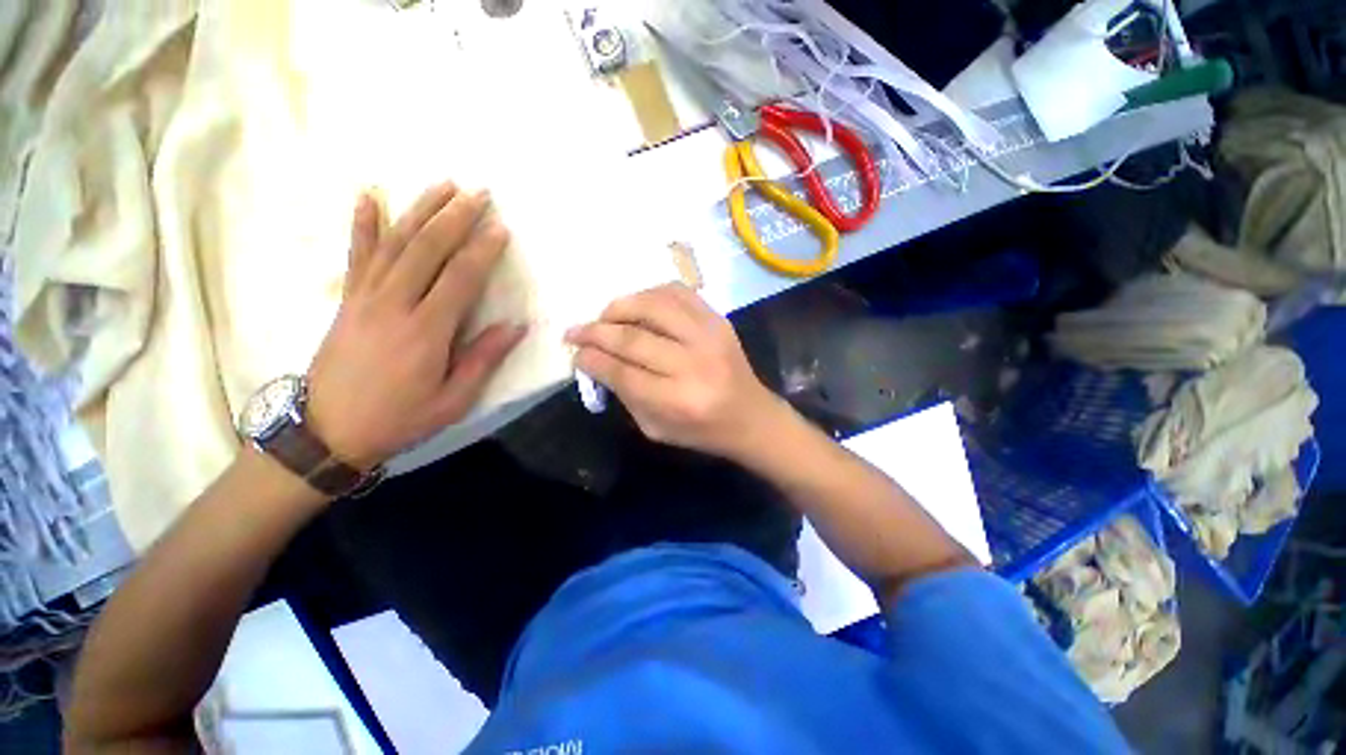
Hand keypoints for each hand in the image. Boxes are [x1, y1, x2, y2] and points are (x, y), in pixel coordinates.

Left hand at [306, 182, 526, 468]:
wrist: (329, 431)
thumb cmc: (400, 417)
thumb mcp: (453, 400)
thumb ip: (484, 359)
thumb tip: (515, 326)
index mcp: (426, 331)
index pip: (460, 277)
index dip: (482, 250)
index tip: (500, 228)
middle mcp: (394, 304)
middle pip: (427, 249)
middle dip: (455, 217)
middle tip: (478, 193)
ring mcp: (365, 297)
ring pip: (394, 242)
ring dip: (419, 210)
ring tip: (442, 185)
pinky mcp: (348, 300)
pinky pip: (356, 255)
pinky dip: (362, 224)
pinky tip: (368, 197)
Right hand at [565, 283, 782, 459]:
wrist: (750, 416)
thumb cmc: (701, 430)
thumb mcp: (655, 428)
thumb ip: (624, 395)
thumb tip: (595, 361)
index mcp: (677, 400)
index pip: (622, 371)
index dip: (592, 359)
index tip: (575, 353)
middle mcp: (693, 364)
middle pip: (632, 338)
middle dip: (596, 332)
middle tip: (575, 332)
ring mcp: (709, 336)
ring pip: (653, 306)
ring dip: (620, 306)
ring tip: (605, 316)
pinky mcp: (718, 320)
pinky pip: (677, 293)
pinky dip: (650, 294)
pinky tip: (637, 305)